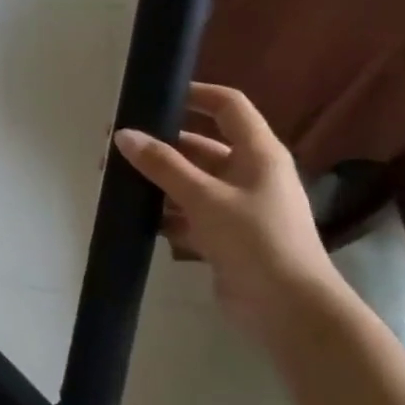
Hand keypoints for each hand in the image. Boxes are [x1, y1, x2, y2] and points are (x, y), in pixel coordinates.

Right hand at [114, 84, 341, 334]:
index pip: (228, 106)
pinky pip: (189, 216)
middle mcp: (249, 174)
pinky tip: (135, 220)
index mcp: (258, 153)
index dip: (195, 94)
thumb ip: (163, 165)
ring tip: (116, 185)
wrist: (288, 310)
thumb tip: (122, 135)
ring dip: (158, 184)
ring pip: (190, 184)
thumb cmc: (255, 240)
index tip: (155, 96)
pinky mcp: (225, 238)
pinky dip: (165, 216)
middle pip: (200, 148)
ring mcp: (237, 208)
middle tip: (116, 150)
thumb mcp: (205, 198)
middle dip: (160, 148)